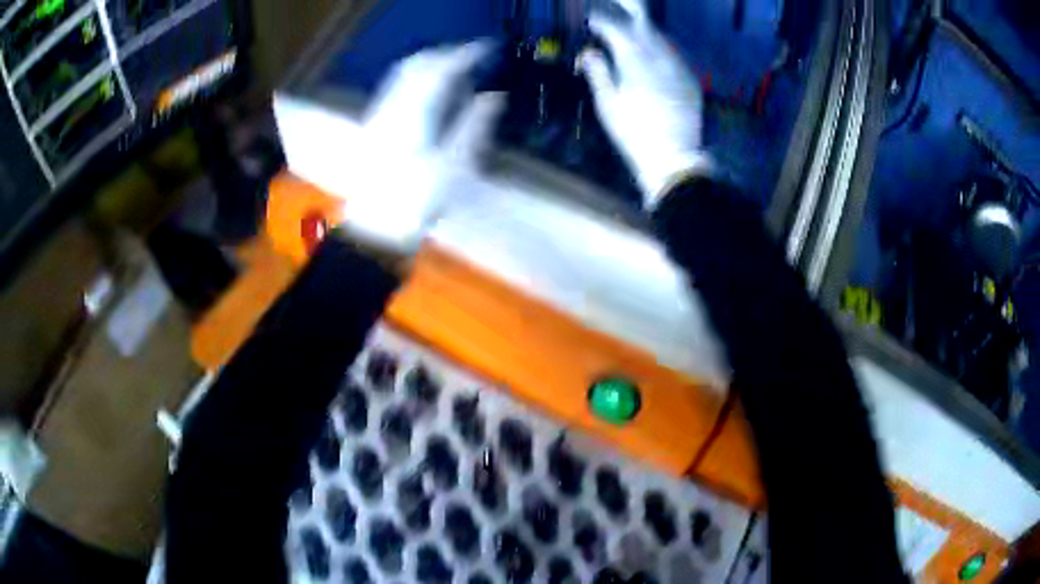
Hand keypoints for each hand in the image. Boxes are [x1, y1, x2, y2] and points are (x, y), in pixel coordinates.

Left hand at [339, 42, 502, 252]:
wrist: (374, 230)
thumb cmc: (415, 200)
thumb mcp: (453, 164)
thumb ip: (474, 124)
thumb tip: (493, 97)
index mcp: (413, 112)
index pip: (440, 69)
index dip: (464, 54)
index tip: (486, 49)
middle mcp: (392, 106)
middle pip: (417, 64)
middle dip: (445, 54)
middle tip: (471, 57)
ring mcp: (380, 116)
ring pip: (404, 76)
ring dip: (430, 66)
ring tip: (455, 72)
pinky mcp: (375, 128)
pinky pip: (397, 91)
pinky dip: (418, 83)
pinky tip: (431, 96)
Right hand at [579, 0, 712, 206]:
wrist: (674, 159)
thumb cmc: (634, 134)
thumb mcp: (608, 104)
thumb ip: (598, 72)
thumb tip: (590, 52)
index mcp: (635, 61)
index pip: (616, 29)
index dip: (602, 21)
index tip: (590, 19)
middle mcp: (659, 57)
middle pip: (643, 23)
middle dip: (627, 10)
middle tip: (615, 4)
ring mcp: (678, 66)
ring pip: (660, 36)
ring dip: (643, 28)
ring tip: (629, 26)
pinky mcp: (689, 78)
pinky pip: (672, 52)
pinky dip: (658, 45)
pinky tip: (651, 50)